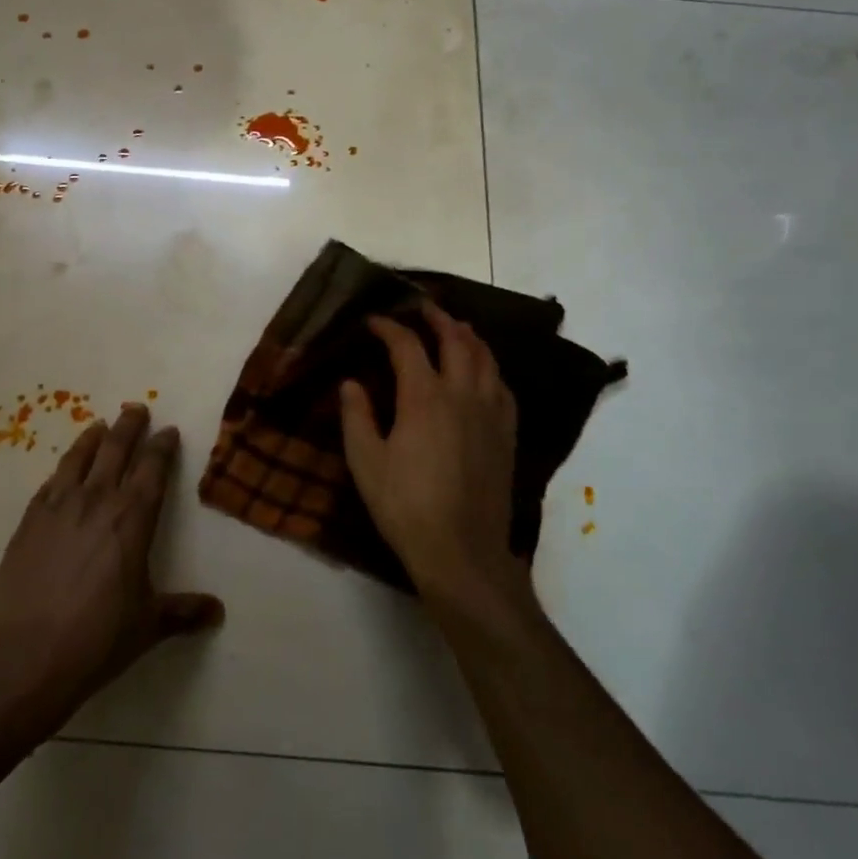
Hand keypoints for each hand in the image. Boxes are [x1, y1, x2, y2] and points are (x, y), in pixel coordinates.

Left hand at [0, 403, 222, 722]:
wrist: (24, 657)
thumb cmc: (97, 639)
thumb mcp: (148, 625)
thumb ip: (183, 612)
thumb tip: (217, 612)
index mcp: (133, 518)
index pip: (153, 469)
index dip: (162, 446)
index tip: (168, 431)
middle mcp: (97, 500)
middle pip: (116, 450)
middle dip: (130, 426)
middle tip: (137, 408)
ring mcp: (58, 507)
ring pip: (78, 458)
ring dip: (93, 438)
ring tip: (100, 425)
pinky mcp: (28, 522)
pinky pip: (49, 483)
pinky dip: (62, 469)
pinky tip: (63, 470)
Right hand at [340, 305, 527, 609]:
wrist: (462, 551)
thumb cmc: (405, 506)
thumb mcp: (366, 463)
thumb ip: (356, 417)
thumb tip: (350, 383)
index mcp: (424, 397)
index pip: (407, 346)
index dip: (389, 327)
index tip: (373, 321)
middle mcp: (463, 394)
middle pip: (456, 340)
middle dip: (438, 318)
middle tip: (422, 307)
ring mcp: (491, 413)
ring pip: (486, 359)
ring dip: (469, 336)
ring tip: (457, 328)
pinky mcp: (507, 434)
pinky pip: (503, 387)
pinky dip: (490, 369)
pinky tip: (484, 373)